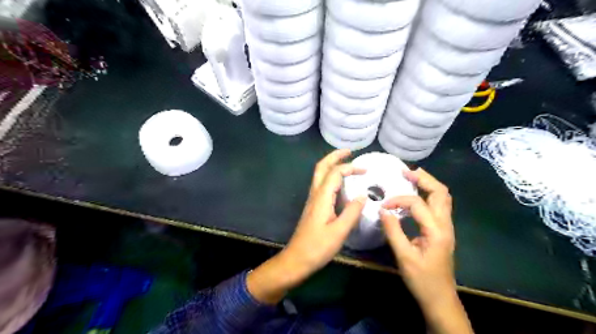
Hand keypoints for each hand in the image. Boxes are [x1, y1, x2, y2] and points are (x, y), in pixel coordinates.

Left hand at [246, 150, 364, 303]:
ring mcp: (312, 200)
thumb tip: (363, 196)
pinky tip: (340, 183)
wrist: (296, 259)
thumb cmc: (317, 248)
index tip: (366, 170)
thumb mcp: (339, 232)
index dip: (350, 168)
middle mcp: (315, 194)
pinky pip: (322, 184)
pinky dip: (331, 176)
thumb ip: (352, 212)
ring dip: (332, 165)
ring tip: (347, 163)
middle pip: (321, 167)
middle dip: (334, 156)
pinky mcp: (313, 206)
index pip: (335, 173)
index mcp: (321, 198)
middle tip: (350, 151)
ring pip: (320, 175)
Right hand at [379, 169, 472, 333]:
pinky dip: (428, 194)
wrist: (440, 298)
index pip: (418, 203)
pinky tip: (415, 195)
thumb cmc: (422, 279)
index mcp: (437, 230)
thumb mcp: (404, 257)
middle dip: (423, 178)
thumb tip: (383, 210)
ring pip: (442, 197)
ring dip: (428, 184)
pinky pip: (438, 205)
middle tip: (405, 172)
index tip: (383, 206)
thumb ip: (393, 231)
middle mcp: (445, 224)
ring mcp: (446, 227)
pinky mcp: (442, 230)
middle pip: (441, 192)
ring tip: (410, 177)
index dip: (399, 200)